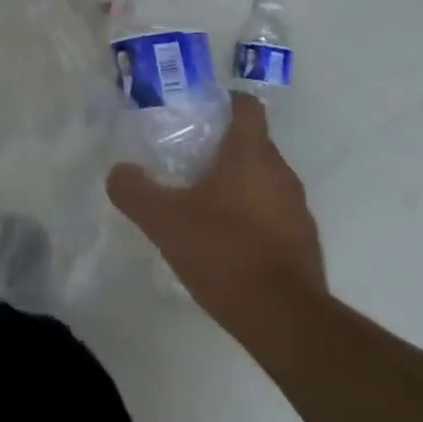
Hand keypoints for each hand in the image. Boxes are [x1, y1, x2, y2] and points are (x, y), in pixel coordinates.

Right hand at [107, 94, 325, 343]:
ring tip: (200, 202)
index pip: (246, 106)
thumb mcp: (163, 220)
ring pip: (263, 180)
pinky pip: (274, 213)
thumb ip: (134, 190)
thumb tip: (119, 171)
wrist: (284, 319)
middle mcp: (280, 172)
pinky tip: (225, 241)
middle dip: (221, 147)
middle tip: (184, 160)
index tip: (197, 112)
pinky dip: (252, 216)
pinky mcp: (303, 242)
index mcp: (250, 154)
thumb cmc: (223, 252)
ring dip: (237, 184)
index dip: (223, 102)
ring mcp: (297, 208)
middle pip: (252, 143)